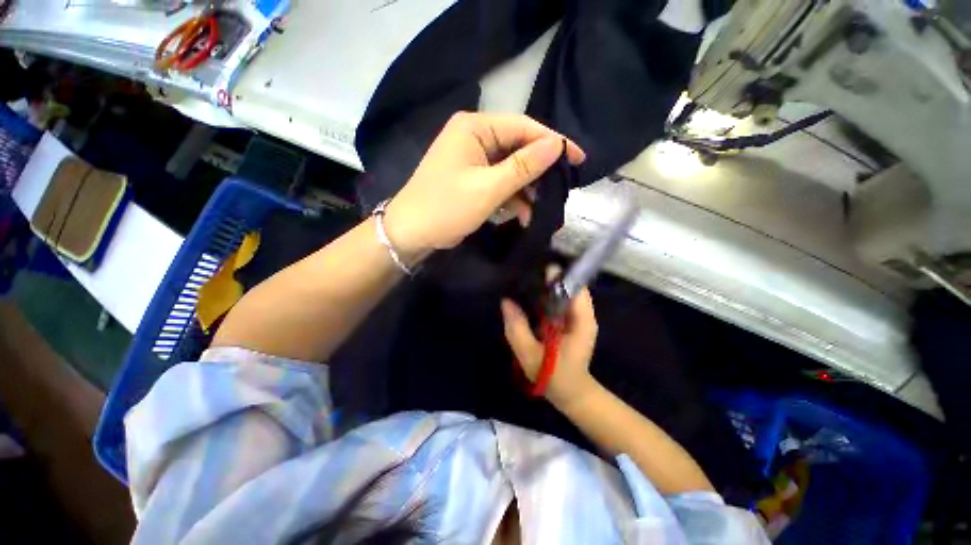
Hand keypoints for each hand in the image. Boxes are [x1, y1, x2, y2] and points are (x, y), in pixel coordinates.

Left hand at [383, 112, 584, 262]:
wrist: (410, 234)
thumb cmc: (446, 208)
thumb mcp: (488, 189)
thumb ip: (523, 167)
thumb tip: (556, 145)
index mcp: (475, 128)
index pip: (523, 127)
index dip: (553, 143)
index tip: (578, 160)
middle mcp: (474, 137)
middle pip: (518, 148)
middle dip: (538, 172)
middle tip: (558, 191)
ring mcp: (472, 159)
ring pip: (511, 168)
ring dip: (526, 190)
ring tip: (539, 211)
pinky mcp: (472, 178)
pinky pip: (500, 182)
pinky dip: (512, 197)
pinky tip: (522, 215)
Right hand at [500, 281, 598, 408]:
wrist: (570, 393)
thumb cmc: (554, 377)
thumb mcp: (530, 355)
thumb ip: (517, 329)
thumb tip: (506, 302)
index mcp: (582, 320)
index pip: (575, 286)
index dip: (558, 275)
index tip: (536, 267)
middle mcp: (583, 314)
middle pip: (568, 286)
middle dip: (549, 278)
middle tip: (525, 272)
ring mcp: (576, 317)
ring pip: (562, 292)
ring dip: (546, 286)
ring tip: (524, 279)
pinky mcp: (568, 321)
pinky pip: (557, 302)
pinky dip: (545, 297)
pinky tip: (529, 296)